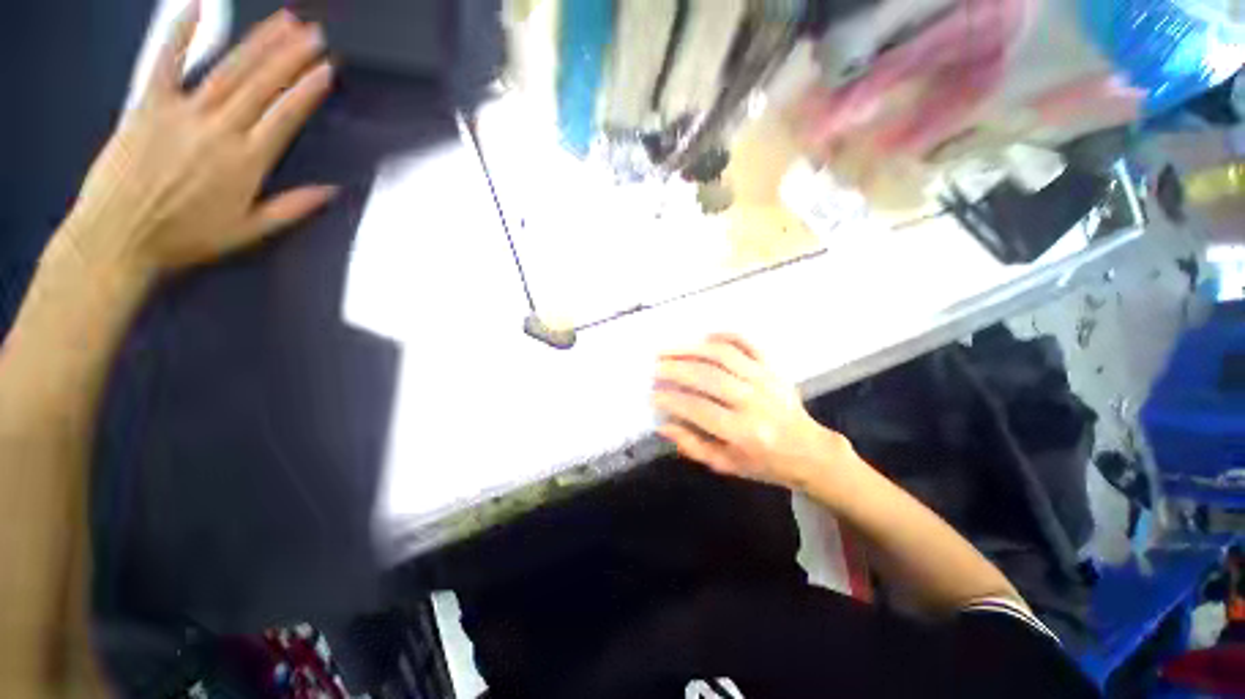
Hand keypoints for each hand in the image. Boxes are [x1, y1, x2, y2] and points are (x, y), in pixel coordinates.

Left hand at [56, 4, 335, 280]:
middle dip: (291, 56)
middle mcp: (220, 130)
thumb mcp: (248, 232)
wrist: (117, 238)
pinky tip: (197, 5)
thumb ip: (292, 208)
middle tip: (313, 32)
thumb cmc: (185, 239)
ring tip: (284, 21)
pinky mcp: (148, 105)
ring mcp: (182, 113)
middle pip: (261, 85)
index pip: (286, 118)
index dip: (308, 91)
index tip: (326, 69)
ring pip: (229, 70)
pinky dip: (180, 32)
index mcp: (246, 162)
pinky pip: (165, 62)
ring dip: (258, 43)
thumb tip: (331, 191)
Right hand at [653, 334, 855, 490]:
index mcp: (743, 432)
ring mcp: (765, 379)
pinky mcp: (773, 367)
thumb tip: (663, 424)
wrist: (809, 451)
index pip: (698, 408)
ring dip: (692, 349)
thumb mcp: (725, 464)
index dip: (671, 399)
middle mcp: (754, 401)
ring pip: (723, 355)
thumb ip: (692, 445)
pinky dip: (725, 335)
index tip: (652, 394)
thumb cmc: (763, 462)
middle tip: (655, 366)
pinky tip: (704, 337)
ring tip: (670, 348)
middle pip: (708, 376)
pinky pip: (748, 343)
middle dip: (676, 368)